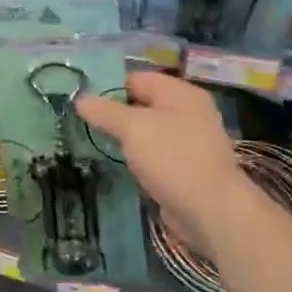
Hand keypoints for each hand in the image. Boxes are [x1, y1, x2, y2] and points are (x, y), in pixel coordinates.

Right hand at [76, 72, 237, 252]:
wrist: (212, 212)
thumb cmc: (173, 158)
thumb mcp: (133, 128)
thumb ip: (105, 111)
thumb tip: (80, 99)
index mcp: (180, 93)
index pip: (136, 79)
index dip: (107, 86)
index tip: (80, 99)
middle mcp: (188, 112)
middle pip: (141, 105)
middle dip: (113, 113)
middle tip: (80, 121)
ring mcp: (189, 142)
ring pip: (147, 132)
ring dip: (123, 138)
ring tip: (91, 141)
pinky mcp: (185, 168)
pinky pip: (154, 155)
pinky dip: (137, 158)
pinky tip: (115, 163)